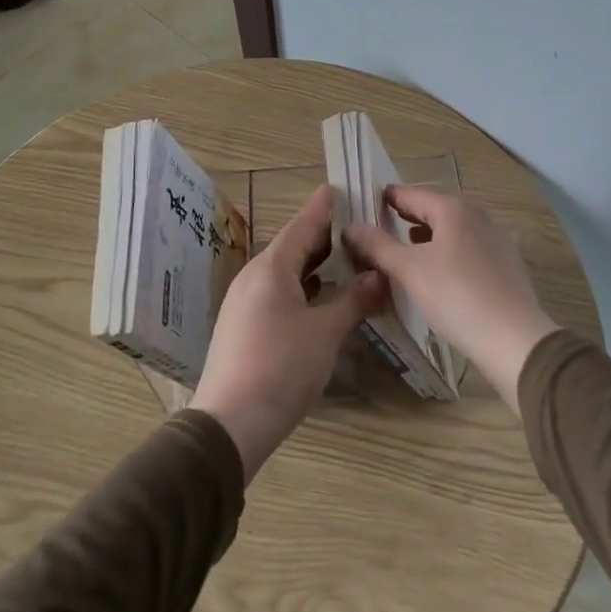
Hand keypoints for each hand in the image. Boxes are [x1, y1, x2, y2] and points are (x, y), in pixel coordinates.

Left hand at [190, 184, 384, 481]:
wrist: (230, 424)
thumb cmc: (281, 367)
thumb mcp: (326, 332)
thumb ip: (355, 299)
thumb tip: (381, 275)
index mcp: (271, 268)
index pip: (304, 224)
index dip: (326, 206)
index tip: (347, 188)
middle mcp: (254, 277)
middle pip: (295, 246)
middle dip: (327, 237)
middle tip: (362, 227)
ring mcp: (245, 302)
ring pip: (287, 272)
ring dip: (317, 266)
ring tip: (351, 260)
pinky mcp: (245, 326)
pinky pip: (279, 293)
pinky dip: (305, 288)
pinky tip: (326, 298)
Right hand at [343, 187, 560, 410]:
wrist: (513, 338)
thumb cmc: (456, 296)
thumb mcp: (409, 270)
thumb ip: (378, 246)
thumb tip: (351, 227)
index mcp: (454, 208)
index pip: (411, 194)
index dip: (385, 199)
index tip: (363, 205)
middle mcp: (477, 216)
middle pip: (433, 210)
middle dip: (405, 219)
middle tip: (376, 230)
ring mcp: (495, 239)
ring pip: (451, 231)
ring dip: (425, 238)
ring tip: (402, 252)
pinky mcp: (505, 264)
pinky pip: (466, 249)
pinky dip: (445, 253)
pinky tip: (435, 274)